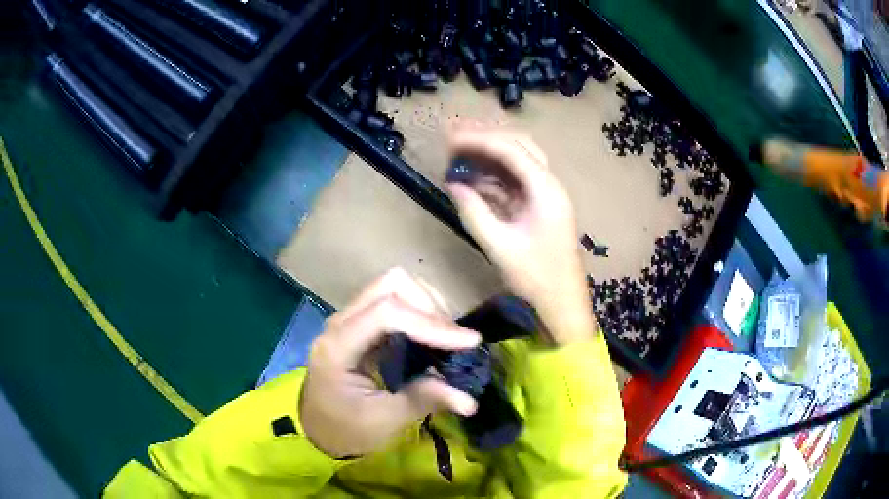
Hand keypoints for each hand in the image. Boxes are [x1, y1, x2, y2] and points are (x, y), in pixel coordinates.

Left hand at [300, 268, 480, 457]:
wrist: (319, 427)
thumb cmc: (345, 427)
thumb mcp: (382, 421)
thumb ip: (422, 401)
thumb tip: (470, 400)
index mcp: (337, 347)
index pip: (386, 314)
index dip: (430, 323)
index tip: (469, 342)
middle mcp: (341, 322)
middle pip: (390, 285)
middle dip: (430, 307)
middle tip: (455, 341)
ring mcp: (350, 318)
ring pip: (393, 285)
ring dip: (427, 305)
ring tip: (447, 338)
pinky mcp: (362, 322)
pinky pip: (394, 299)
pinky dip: (420, 311)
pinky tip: (433, 336)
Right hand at [446, 128, 596, 344]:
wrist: (563, 303)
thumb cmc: (536, 278)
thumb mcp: (500, 247)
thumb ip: (474, 212)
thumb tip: (453, 185)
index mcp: (546, 190)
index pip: (510, 150)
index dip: (478, 139)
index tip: (449, 138)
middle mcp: (549, 184)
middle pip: (518, 145)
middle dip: (485, 137)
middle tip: (452, 137)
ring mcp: (546, 194)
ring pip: (517, 160)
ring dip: (488, 153)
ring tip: (457, 152)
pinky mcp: (540, 206)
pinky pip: (516, 180)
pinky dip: (494, 174)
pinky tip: (472, 177)